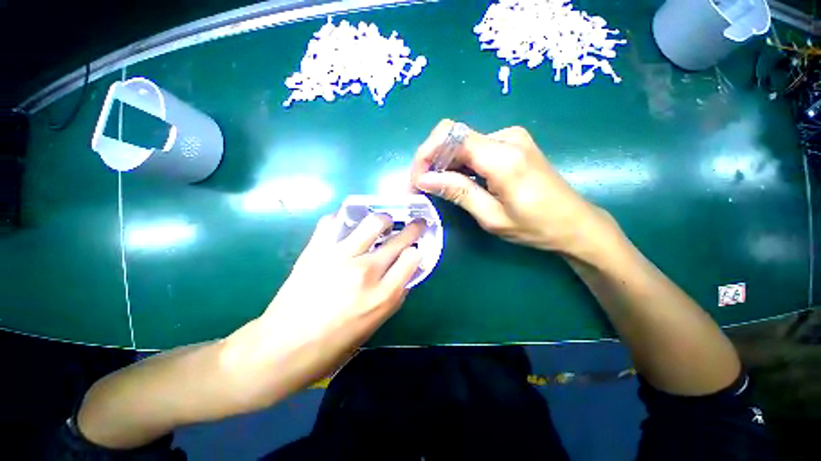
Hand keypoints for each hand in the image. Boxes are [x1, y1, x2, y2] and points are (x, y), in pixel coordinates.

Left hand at [219, 214, 422, 407]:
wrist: (280, 350)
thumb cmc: (331, 347)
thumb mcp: (372, 327)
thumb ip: (391, 297)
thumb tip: (402, 275)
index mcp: (383, 296)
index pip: (413, 258)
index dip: (416, 251)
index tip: (414, 250)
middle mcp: (366, 272)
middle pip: (399, 239)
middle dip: (413, 228)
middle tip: (415, 223)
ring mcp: (340, 257)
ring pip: (373, 222)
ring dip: (383, 219)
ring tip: (383, 222)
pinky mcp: (316, 250)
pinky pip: (333, 222)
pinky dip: (343, 221)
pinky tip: (346, 227)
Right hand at [411, 119, 611, 255]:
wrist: (575, 223)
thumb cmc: (535, 227)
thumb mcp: (491, 216)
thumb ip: (457, 191)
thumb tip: (424, 179)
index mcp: (503, 157)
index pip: (450, 137)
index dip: (426, 155)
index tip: (417, 180)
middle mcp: (506, 137)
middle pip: (454, 137)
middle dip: (431, 160)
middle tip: (422, 187)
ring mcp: (511, 138)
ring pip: (463, 143)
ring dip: (444, 164)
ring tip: (436, 188)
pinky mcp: (512, 144)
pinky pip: (476, 148)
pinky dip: (460, 164)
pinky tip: (457, 182)